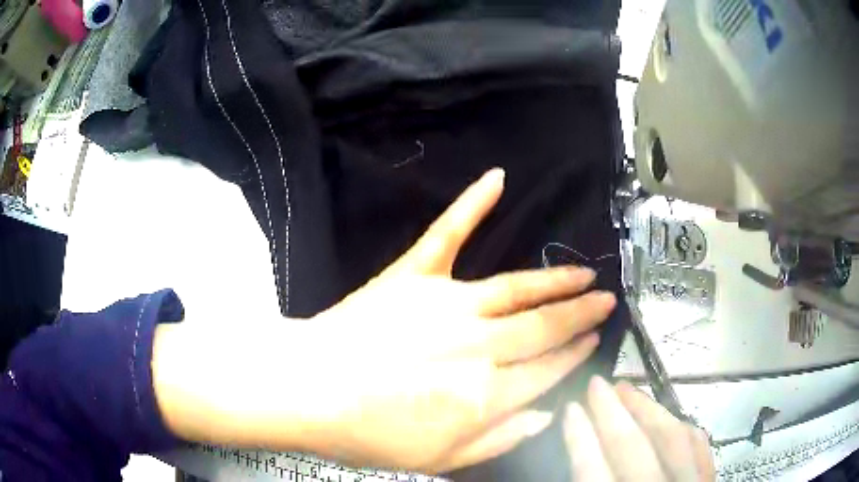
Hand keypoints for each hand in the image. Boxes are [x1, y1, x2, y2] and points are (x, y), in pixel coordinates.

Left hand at [302, 168, 615, 472]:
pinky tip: (496, 179)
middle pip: (543, 327)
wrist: (307, 392)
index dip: (575, 355)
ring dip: (555, 279)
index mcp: (484, 395)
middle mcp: (478, 346)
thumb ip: (498, 440)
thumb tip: (544, 414)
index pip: (547, 370)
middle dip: (580, 314)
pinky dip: (471, 204)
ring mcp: (445, 305)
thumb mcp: (438, 460)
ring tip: (583, 273)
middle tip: (605, 300)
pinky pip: (447, 235)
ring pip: (515, 288)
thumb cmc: (367, 435)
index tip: (594, 340)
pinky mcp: (412, 278)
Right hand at [564, 377, 715, 480]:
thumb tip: (579, 450)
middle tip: (597, 383)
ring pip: (672, 439)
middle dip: (611, 413)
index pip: (592, 472)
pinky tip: (673, 417)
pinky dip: (685, 429)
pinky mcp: (710, 480)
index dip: (579, 438)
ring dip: (648, 410)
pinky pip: (701, 447)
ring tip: (629, 389)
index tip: (570, 407)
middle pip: (632, 449)